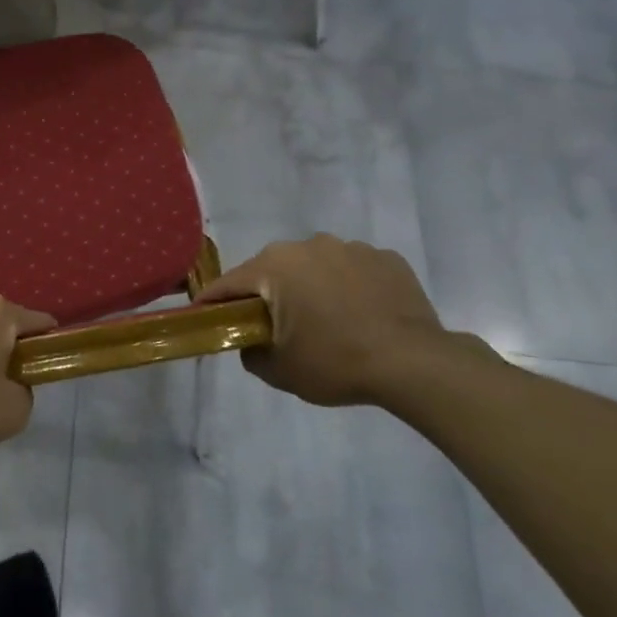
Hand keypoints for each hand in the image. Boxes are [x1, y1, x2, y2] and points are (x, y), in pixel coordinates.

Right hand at [201, 235, 475, 405]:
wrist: (414, 364)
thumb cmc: (335, 362)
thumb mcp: (278, 370)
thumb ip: (250, 352)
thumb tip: (251, 341)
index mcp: (274, 266)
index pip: (229, 283)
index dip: (212, 301)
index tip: (203, 315)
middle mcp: (308, 246)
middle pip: (272, 269)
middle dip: (266, 293)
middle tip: (271, 325)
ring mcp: (351, 248)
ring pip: (315, 266)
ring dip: (310, 287)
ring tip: (324, 320)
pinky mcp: (386, 258)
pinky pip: (352, 270)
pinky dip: (348, 287)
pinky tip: (359, 314)